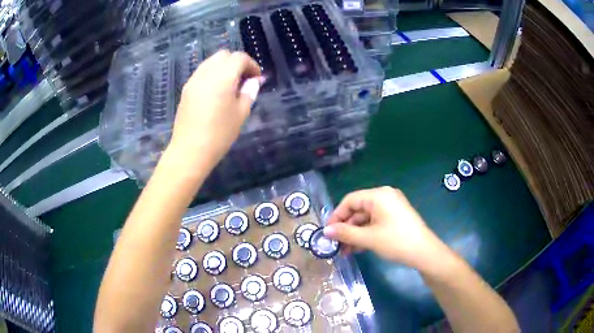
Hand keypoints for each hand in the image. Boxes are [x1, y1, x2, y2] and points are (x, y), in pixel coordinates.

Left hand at [168, 50, 260, 168]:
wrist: (190, 150)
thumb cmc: (220, 133)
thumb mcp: (241, 113)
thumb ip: (249, 92)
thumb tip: (253, 81)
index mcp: (223, 76)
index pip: (239, 58)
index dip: (251, 65)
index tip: (257, 78)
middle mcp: (207, 72)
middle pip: (224, 55)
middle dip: (237, 62)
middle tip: (244, 79)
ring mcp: (194, 80)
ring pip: (211, 62)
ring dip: (223, 67)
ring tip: (230, 85)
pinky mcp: (186, 89)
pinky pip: (202, 72)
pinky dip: (212, 74)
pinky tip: (216, 91)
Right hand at [324, 187, 445, 269]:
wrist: (425, 253)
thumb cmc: (396, 241)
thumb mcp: (368, 238)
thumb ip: (345, 233)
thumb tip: (325, 231)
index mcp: (378, 195)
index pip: (350, 200)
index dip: (336, 216)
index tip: (328, 233)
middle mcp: (385, 197)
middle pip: (358, 209)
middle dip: (346, 228)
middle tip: (337, 245)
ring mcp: (392, 207)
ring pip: (366, 218)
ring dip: (355, 234)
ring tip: (346, 251)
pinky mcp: (396, 217)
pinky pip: (376, 222)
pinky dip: (366, 234)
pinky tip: (359, 248)